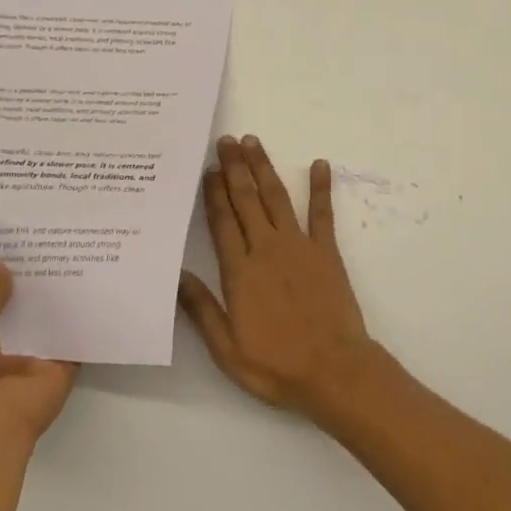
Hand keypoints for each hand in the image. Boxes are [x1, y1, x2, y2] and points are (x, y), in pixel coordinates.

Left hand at [0, 264, 77, 461]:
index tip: (11, 248)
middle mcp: (0, 356)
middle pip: (19, 314)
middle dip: (29, 285)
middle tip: (47, 244)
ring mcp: (32, 365)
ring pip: (48, 324)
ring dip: (57, 298)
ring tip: (74, 252)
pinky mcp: (62, 370)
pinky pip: (74, 338)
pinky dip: (83, 318)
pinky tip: (94, 282)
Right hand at [179, 135, 376, 418]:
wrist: (333, 371)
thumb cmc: (276, 365)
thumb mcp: (226, 348)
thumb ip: (201, 309)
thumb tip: (177, 275)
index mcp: (240, 271)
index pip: (222, 221)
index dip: (214, 193)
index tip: (208, 168)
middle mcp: (266, 248)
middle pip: (246, 199)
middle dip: (235, 167)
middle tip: (226, 140)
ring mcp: (298, 245)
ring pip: (276, 197)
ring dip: (264, 167)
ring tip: (253, 142)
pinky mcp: (326, 251)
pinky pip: (322, 213)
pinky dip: (321, 187)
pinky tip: (320, 164)